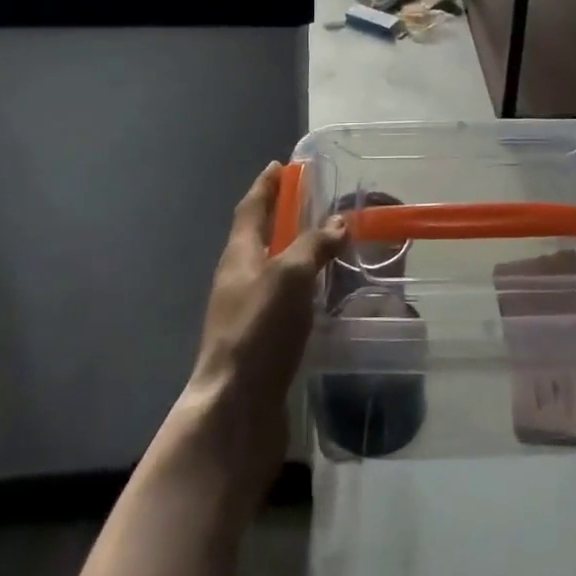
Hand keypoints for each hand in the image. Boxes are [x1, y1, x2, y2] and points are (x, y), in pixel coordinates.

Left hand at [177, 163, 347, 487]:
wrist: (236, 410)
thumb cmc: (259, 330)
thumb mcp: (290, 276)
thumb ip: (314, 246)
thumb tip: (339, 221)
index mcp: (239, 255)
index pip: (252, 208)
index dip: (266, 186)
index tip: (281, 165)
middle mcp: (240, 279)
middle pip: (261, 237)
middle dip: (284, 216)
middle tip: (316, 201)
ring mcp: (249, 313)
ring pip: (275, 270)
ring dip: (297, 253)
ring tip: (330, 245)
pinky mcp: (263, 342)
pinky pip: (286, 301)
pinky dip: (304, 288)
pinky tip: (327, 296)